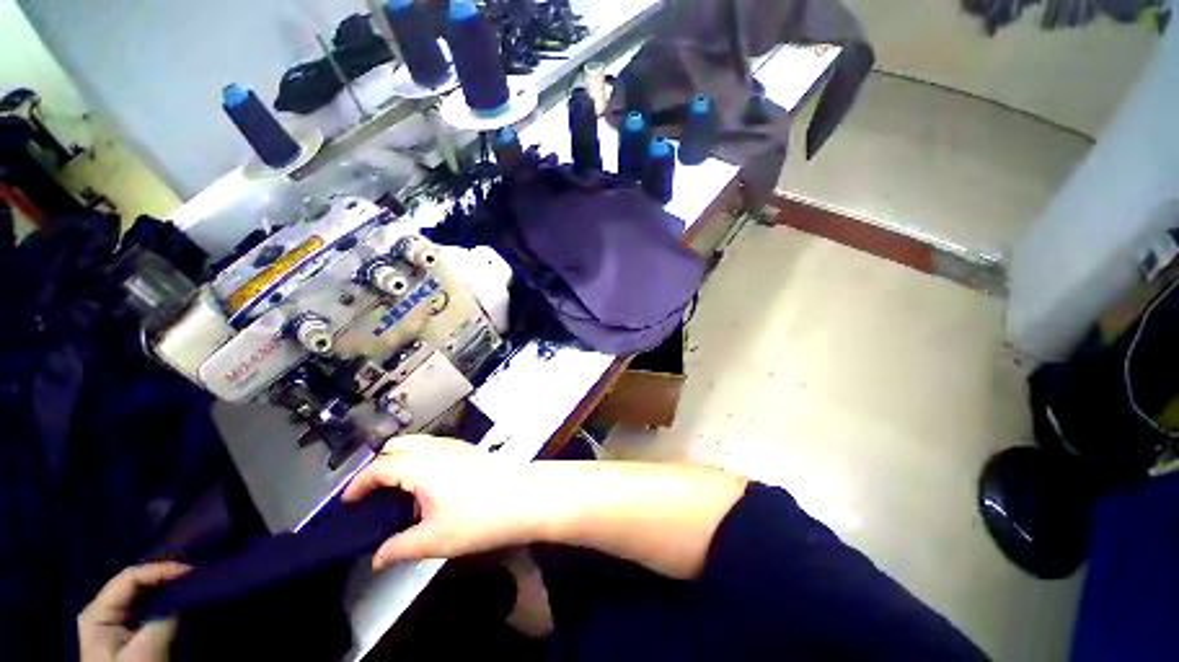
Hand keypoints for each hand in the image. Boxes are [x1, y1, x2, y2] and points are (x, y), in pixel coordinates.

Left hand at [78, 562, 189, 661]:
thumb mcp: (147, 648)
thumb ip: (165, 617)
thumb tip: (187, 588)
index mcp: (97, 611)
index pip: (130, 577)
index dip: (161, 570)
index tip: (191, 571)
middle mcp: (103, 609)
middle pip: (135, 583)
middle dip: (164, 577)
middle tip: (194, 574)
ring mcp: (114, 621)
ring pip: (142, 593)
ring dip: (166, 587)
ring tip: (190, 582)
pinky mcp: (127, 630)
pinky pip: (146, 606)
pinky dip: (165, 599)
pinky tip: (180, 597)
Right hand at [343, 435, 542, 568]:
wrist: (528, 495)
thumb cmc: (480, 516)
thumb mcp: (435, 539)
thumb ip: (399, 547)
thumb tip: (377, 558)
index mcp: (422, 465)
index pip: (380, 467)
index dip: (358, 484)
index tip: (346, 503)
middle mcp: (438, 449)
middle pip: (399, 446)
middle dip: (379, 466)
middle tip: (372, 496)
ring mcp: (457, 447)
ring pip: (419, 444)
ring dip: (401, 461)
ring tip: (397, 494)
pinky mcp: (471, 451)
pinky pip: (436, 449)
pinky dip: (421, 460)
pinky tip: (428, 488)